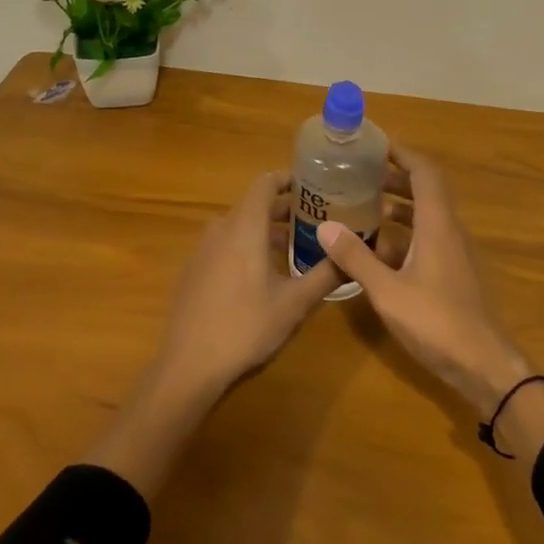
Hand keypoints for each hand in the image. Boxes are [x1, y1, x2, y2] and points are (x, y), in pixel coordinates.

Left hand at [87, 170, 342, 497]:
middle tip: (317, 219)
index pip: (266, 182)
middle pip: (255, 204)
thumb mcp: (294, 303)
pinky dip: (247, 245)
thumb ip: (326, 274)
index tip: (315, 185)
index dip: (290, 178)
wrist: (189, 364)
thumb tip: (354, 255)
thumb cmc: (245, 326)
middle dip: (286, 208)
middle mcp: (221, 228)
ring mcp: (203, 249)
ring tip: (296, 246)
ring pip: (240, 225)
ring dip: (267, 229)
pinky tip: (264, 273)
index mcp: (245, 226)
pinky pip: (226, 243)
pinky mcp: (195, 269)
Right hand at [315, 147, 531, 416]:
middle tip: (359, 175)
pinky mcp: (452, 274)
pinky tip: (376, 250)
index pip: (425, 173)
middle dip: (394, 178)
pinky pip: (426, 238)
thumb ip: (356, 258)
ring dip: (397, 206)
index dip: (403, 154)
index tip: (376, 145)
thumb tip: (325, 226)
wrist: (484, 366)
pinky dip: (402, 233)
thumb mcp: (387, 291)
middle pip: (425, 191)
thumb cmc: (437, 322)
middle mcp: (448, 231)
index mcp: (437, 225)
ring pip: (425, 216)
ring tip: (362, 206)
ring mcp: (453, 254)